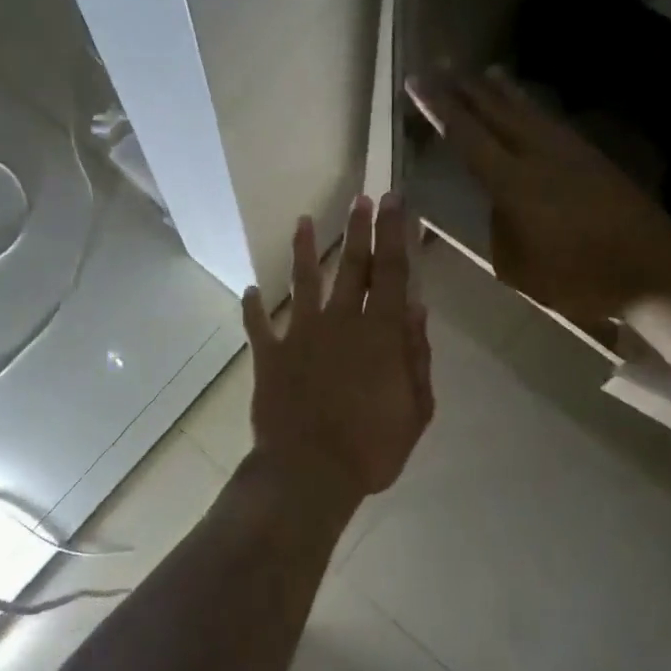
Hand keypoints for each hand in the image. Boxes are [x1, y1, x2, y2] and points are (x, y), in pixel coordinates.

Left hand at [242, 196, 434, 502]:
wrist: (309, 471)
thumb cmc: (371, 448)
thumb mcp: (415, 410)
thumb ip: (417, 357)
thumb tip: (419, 310)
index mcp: (380, 334)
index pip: (393, 272)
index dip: (395, 233)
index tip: (396, 200)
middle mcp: (341, 322)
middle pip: (352, 266)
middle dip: (360, 230)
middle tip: (362, 199)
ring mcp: (300, 335)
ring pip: (304, 282)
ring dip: (303, 250)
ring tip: (303, 222)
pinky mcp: (270, 355)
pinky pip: (259, 326)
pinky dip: (254, 308)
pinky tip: (251, 290)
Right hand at [407, 70, 670, 324]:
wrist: (655, 274)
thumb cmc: (578, 279)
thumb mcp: (519, 268)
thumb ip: (500, 230)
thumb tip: (499, 208)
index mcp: (514, 183)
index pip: (467, 137)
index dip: (439, 108)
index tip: (417, 82)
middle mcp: (540, 156)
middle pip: (497, 113)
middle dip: (466, 89)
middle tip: (442, 65)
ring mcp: (571, 153)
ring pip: (529, 112)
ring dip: (503, 92)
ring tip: (485, 73)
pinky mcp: (594, 159)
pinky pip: (552, 123)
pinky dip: (533, 108)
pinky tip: (530, 108)